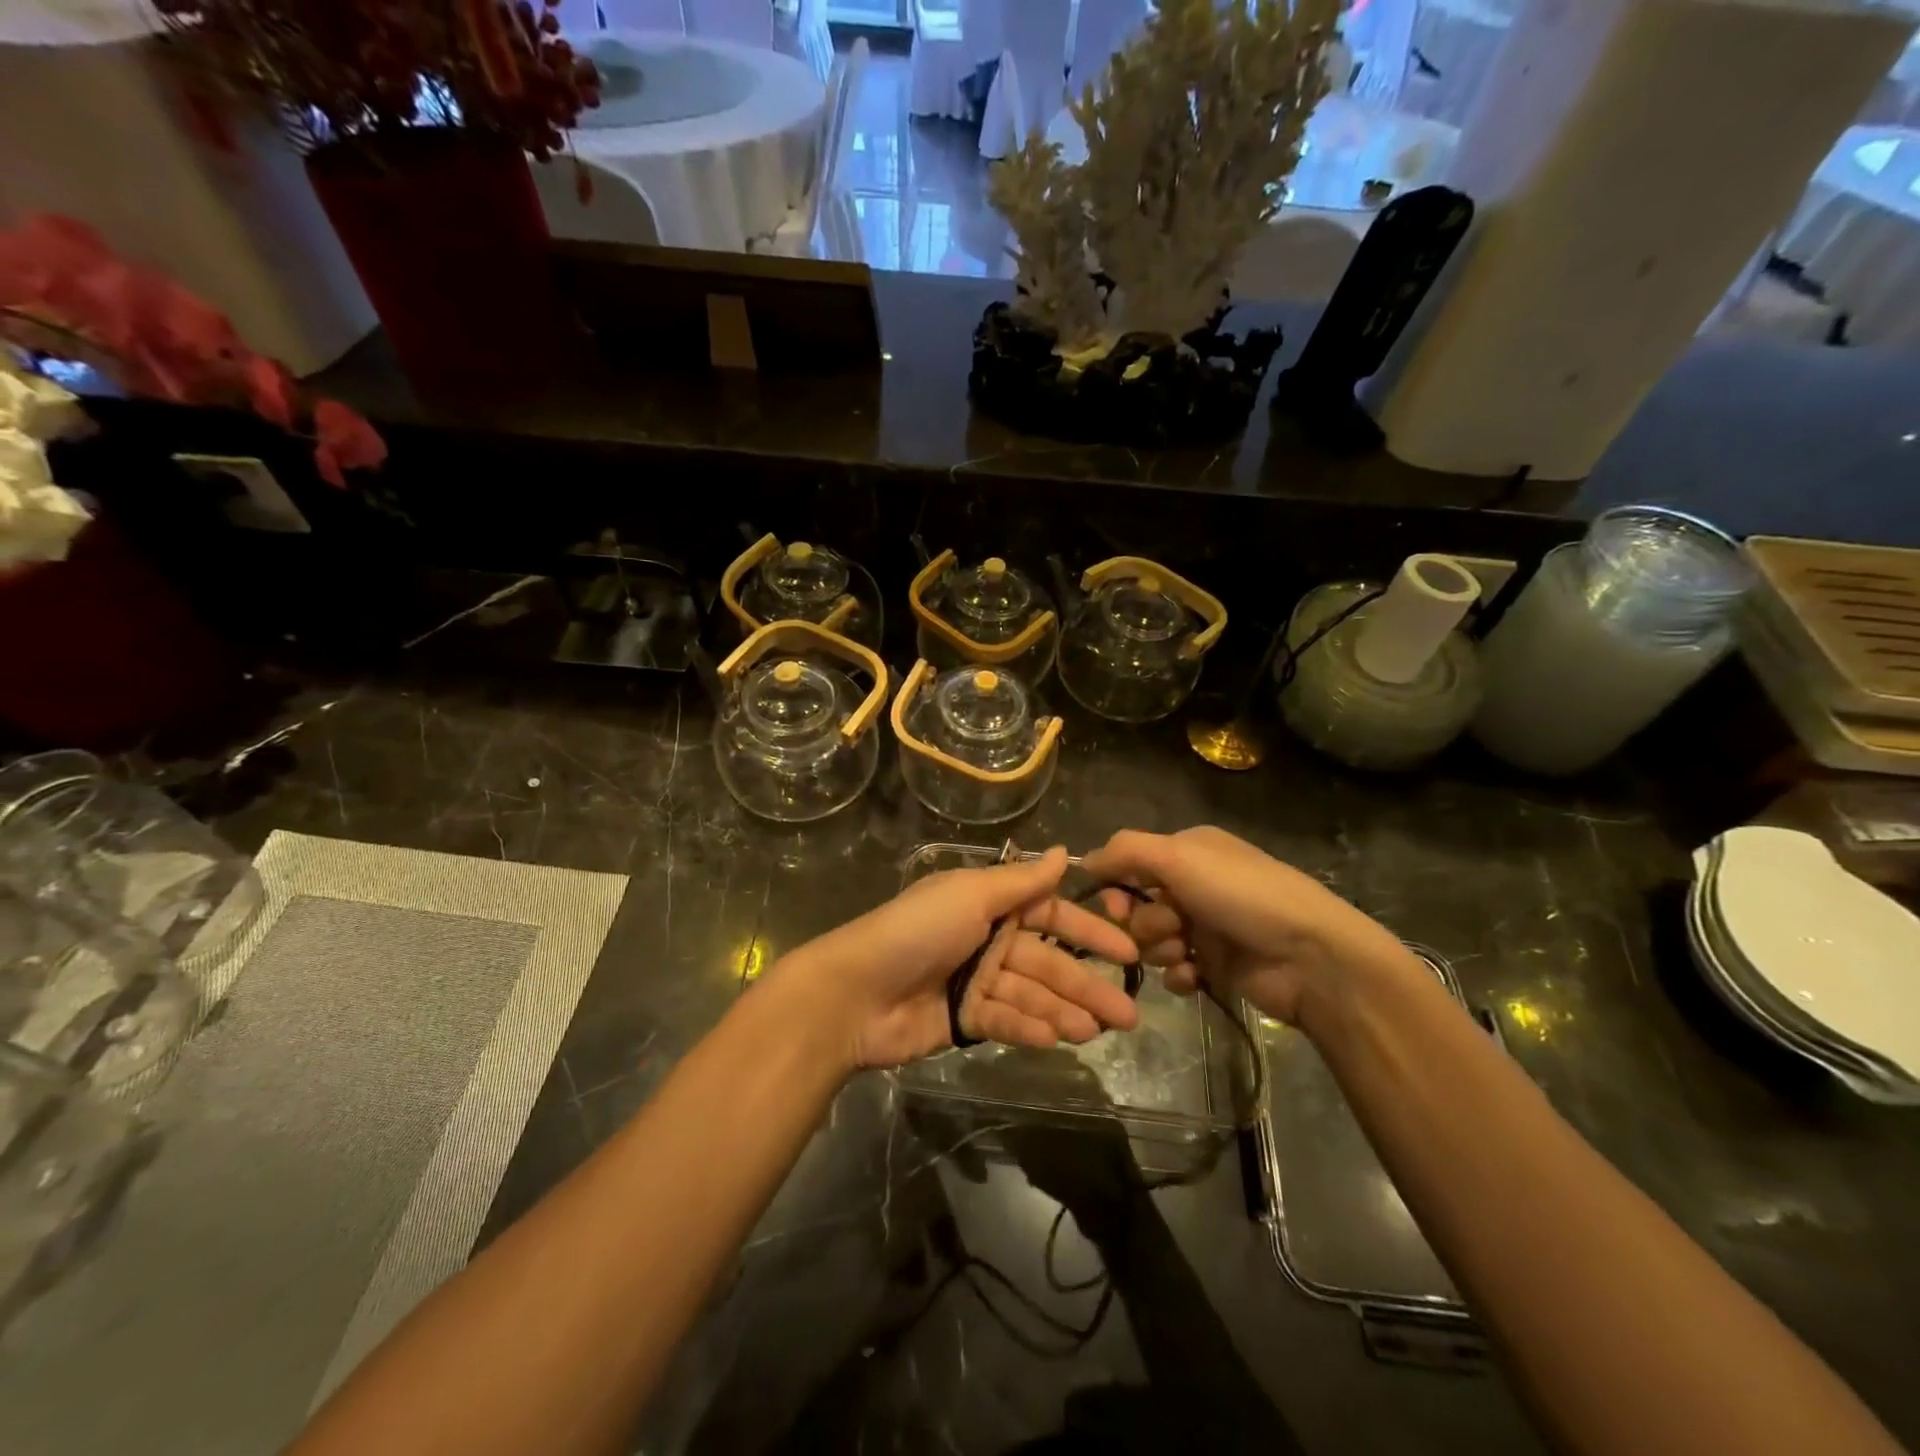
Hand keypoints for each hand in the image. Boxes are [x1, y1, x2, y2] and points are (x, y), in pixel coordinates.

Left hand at [773, 847, 1141, 1069]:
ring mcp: (975, 980)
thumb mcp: (971, 895)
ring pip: (1031, 995)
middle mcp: (987, 938)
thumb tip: (1067, 851)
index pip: (1051, 915)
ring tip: (1097, 1031)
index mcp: (989, 903)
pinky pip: (1003, 1020)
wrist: (854, 992)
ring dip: (1064, 1012)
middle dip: (1087, 986)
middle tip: (1128, 1015)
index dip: (1090, 932)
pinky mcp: (962, 1019)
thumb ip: (1022, 881)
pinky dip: (1028, 1028)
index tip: (1129, 952)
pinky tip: (1055, 1039)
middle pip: (1047, 962)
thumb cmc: (916, 931)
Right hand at [1083, 826, 1423, 1027]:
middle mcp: (1194, 884)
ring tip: (1186, 954)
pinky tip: (1193, 977)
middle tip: (1165, 930)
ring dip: (1160, 948)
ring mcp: (1206, 926)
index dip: (1115, 886)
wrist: (1310, 957)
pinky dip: (1178, 974)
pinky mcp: (1216, 965)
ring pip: (1153, 939)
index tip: (1114, 905)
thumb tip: (1084, 860)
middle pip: (1137, 905)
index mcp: (1188, 851)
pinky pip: (1174, 970)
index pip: (1130, 863)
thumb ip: (1125, 851)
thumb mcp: (1178, 856)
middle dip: (1142, 921)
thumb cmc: (1241, 895)